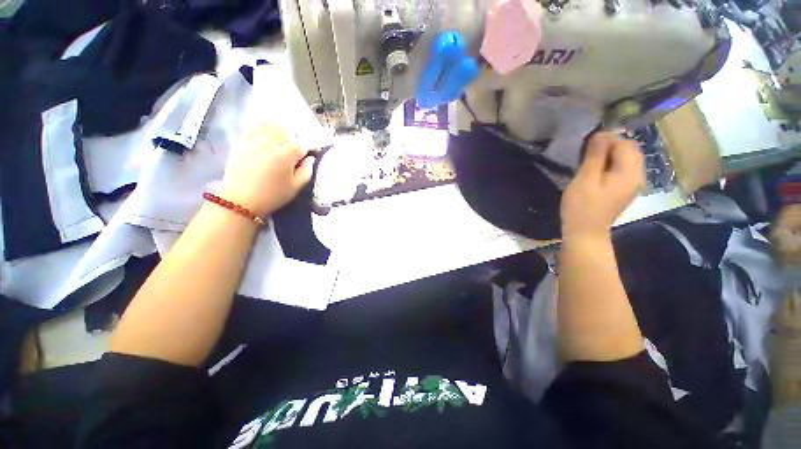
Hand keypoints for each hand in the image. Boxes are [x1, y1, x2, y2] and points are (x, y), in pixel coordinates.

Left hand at [219, 123, 313, 216]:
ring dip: (282, 129)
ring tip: (285, 138)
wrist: (240, 200)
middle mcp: (271, 143)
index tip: (315, 150)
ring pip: (271, 124)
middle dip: (297, 135)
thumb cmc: (273, 195)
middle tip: (300, 145)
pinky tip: (269, 135)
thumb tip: (310, 158)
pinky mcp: (242, 141)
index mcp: (287, 155)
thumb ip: (307, 171)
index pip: (304, 142)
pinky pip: (256, 127)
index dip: (312, 144)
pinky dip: (265, 128)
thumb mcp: (296, 187)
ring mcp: (255, 139)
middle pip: (288, 128)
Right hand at [561, 132, 644, 239]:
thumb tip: (601, 134)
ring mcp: (633, 184)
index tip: (586, 147)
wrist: (585, 233)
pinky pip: (624, 169)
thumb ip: (594, 157)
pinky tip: (597, 172)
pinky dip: (612, 165)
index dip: (607, 140)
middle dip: (610, 146)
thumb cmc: (581, 207)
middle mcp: (637, 175)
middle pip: (630, 150)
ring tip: (590, 162)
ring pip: (627, 159)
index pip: (625, 144)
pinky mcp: (625, 190)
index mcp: (629, 172)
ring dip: (611, 155)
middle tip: (587, 154)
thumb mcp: (584, 180)